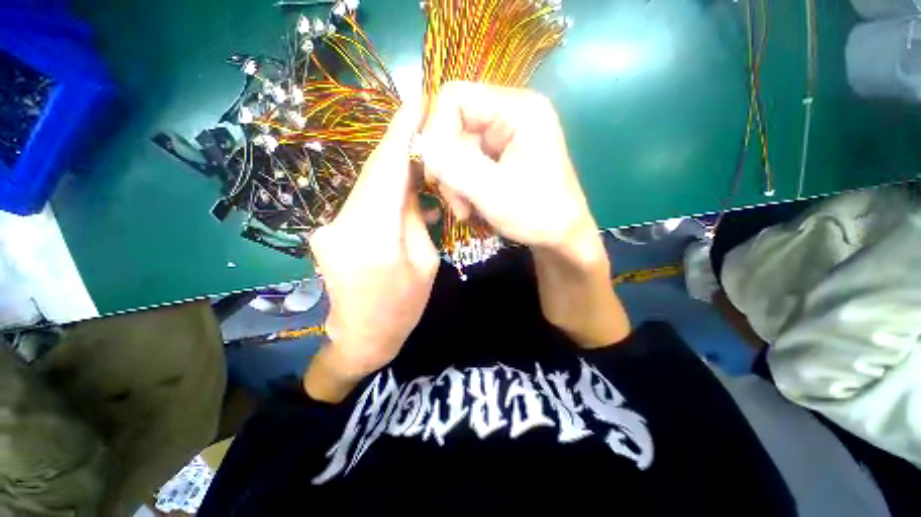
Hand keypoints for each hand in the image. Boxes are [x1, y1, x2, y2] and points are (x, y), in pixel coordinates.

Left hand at [305, 104, 438, 400]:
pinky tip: (402, 190)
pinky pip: (361, 202)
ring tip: (420, 161)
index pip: (386, 171)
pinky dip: (382, 191)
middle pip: (374, 173)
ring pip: (367, 186)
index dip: (400, 133)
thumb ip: (415, 219)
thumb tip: (411, 185)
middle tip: (425, 127)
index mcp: (372, 238)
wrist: (362, 338)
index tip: (415, 99)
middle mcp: (341, 225)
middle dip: (399, 148)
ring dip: (393, 171)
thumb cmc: (401, 308)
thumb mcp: (424, 263)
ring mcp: (328, 228)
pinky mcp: (327, 231)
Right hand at [420, 81, 600, 261]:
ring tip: (464, 211)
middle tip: (455, 202)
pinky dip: (461, 186)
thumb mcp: (495, 193)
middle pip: (453, 126)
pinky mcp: (498, 155)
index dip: (436, 131)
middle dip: (447, 167)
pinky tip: (470, 207)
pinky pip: (465, 163)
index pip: (456, 97)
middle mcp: (509, 114)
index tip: (435, 171)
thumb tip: (420, 145)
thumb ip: (457, 166)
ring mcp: (503, 136)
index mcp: (518, 110)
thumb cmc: (538, 215)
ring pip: (455, 149)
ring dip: (453, 182)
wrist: (560, 236)